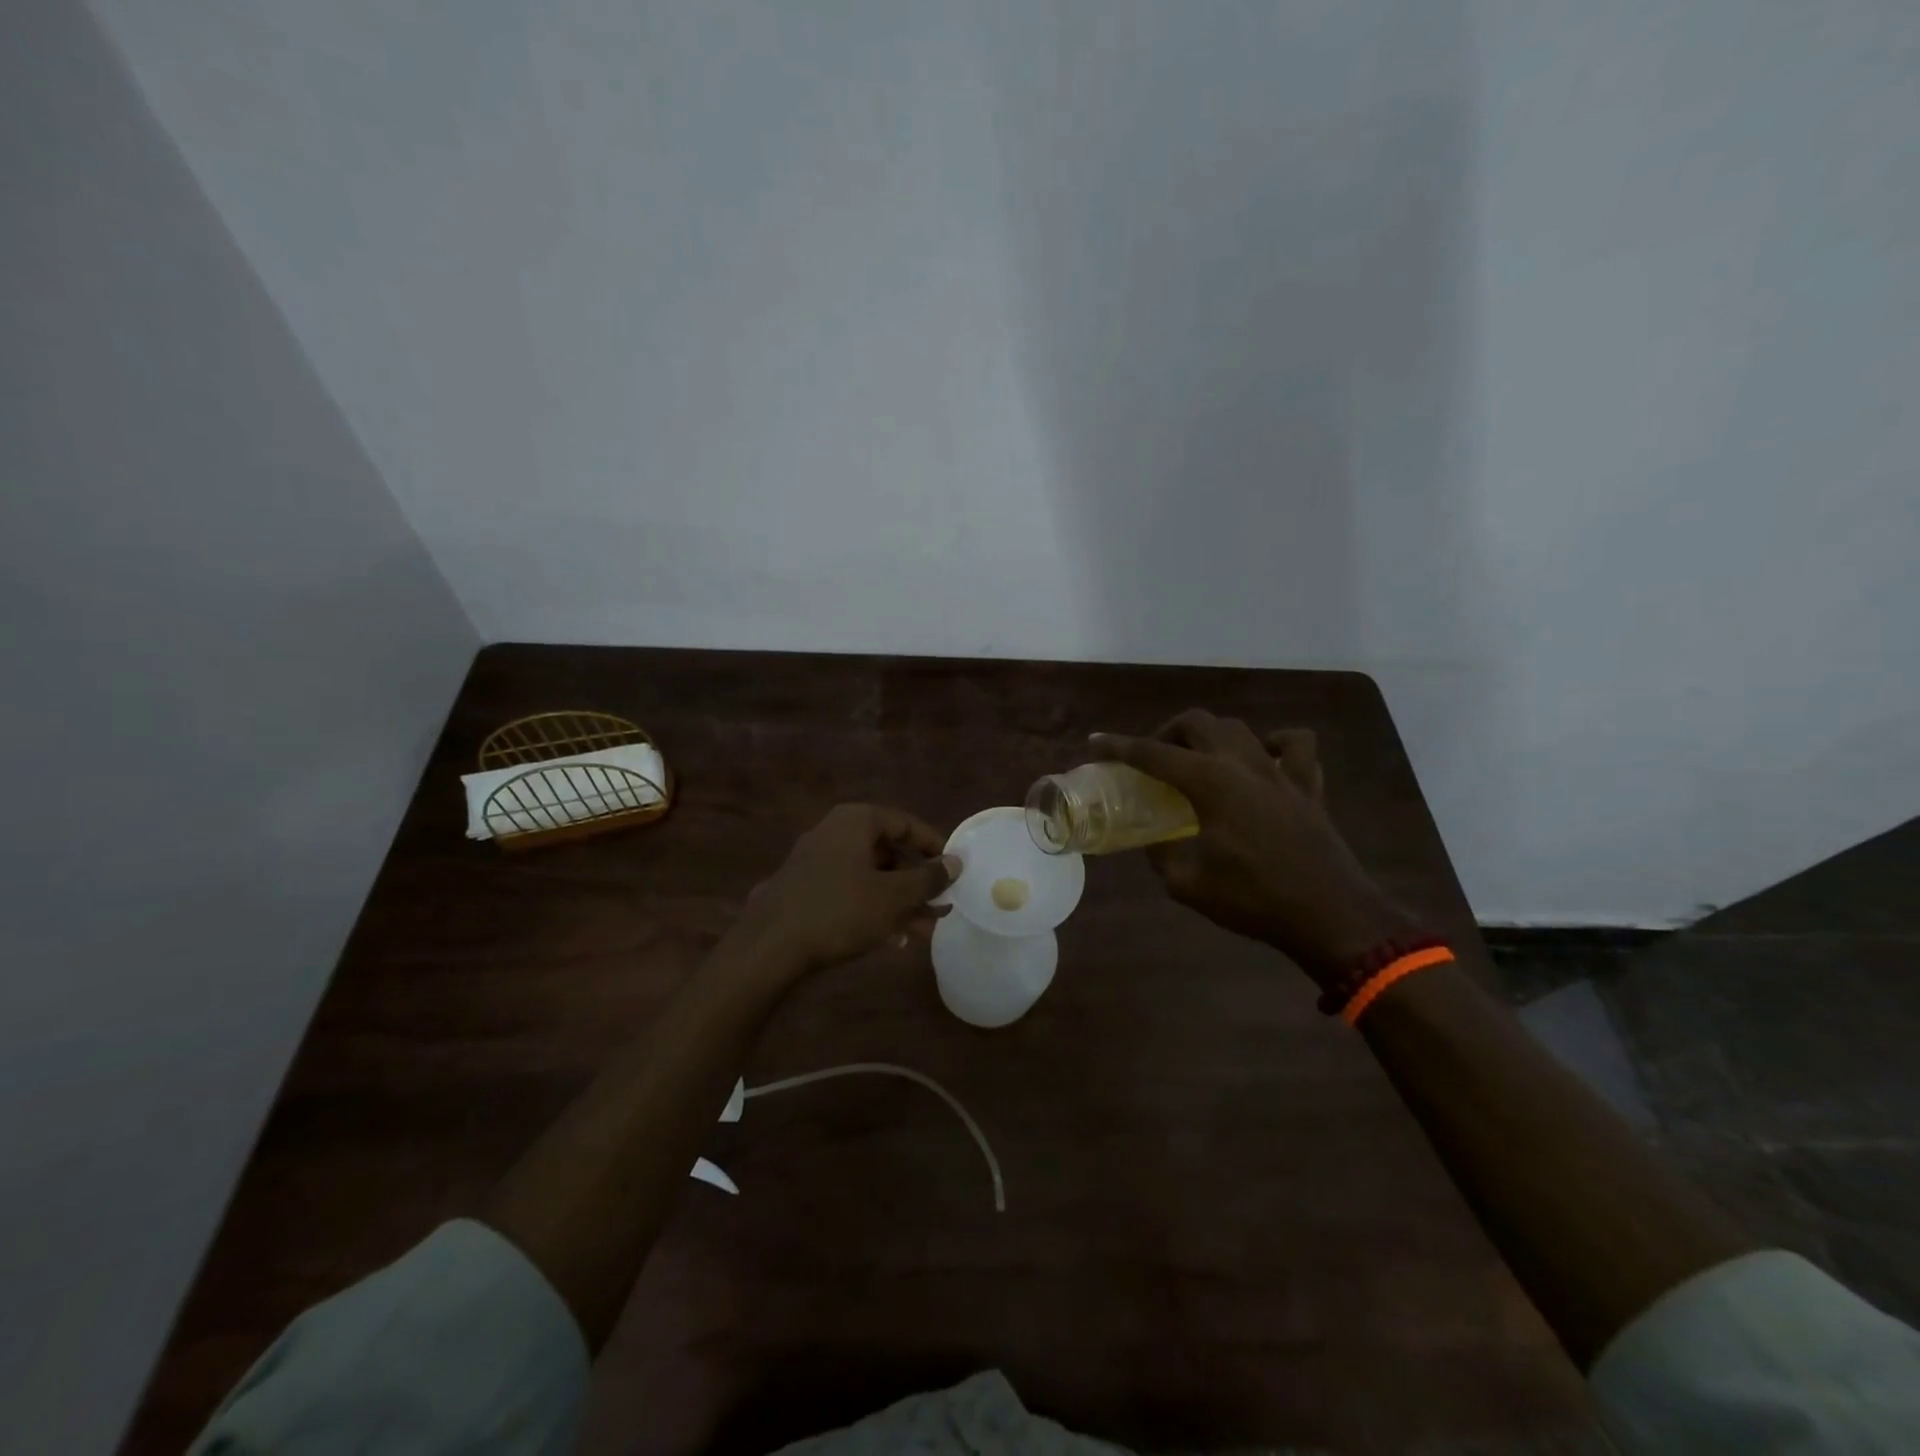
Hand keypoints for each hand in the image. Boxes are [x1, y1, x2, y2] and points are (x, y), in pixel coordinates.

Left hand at [736, 804, 958, 974]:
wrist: (770, 947)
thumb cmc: (841, 911)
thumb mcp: (894, 896)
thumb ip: (929, 878)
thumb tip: (955, 862)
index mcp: (856, 821)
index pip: (905, 823)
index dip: (934, 846)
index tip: (954, 870)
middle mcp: (833, 832)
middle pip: (887, 851)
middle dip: (916, 882)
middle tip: (939, 907)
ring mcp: (814, 860)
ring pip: (869, 875)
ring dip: (898, 900)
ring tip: (921, 931)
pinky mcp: (802, 888)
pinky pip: (848, 890)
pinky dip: (872, 907)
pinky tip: (890, 938)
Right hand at [1092, 711, 1414, 985]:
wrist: (1330, 916)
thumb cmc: (1253, 900)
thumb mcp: (1188, 884)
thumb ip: (1163, 854)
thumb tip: (1156, 840)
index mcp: (1210, 783)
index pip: (1153, 754)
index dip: (1119, 747)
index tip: (1096, 744)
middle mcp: (1243, 765)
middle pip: (1198, 723)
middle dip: (1167, 733)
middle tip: (1153, 759)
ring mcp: (1280, 772)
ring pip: (1241, 728)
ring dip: (1212, 735)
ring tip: (1198, 757)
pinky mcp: (1308, 788)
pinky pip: (1295, 747)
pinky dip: (1275, 744)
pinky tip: (1263, 760)